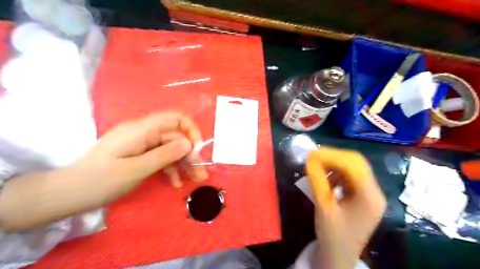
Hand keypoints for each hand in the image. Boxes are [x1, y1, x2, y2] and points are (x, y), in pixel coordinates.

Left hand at [0, 113, 208, 231]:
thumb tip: (188, 143)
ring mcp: (141, 144)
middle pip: (175, 137)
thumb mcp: (137, 169)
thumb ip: (165, 154)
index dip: (191, 131)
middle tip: (200, 173)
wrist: (69, 193)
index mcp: (142, 130)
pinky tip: (175, 183)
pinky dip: (169, 169)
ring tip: (194, 179)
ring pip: (170, 149)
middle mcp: (144, 133)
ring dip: (183, 164)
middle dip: (190, 154)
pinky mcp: (139, 154)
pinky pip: (160, 157)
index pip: (175, 119)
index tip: (197, 150)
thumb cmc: (101, 180)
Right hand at [308, 148, 385, 268]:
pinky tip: (326, 177)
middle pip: (357, 163)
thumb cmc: (332, 236)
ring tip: (317, 166)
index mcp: (370, 197)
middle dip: (334, 156)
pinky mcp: (363, 197)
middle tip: (314, 156)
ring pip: (354, 168)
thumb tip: (310, 158)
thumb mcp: (323, 206)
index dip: (332, 156)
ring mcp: (370, 194)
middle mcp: (375, 192)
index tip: (312, 153)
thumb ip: (317, 180)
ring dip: (335, 164)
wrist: (339, 257)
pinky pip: (351, 177)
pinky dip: (337, 173)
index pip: (354, 166)